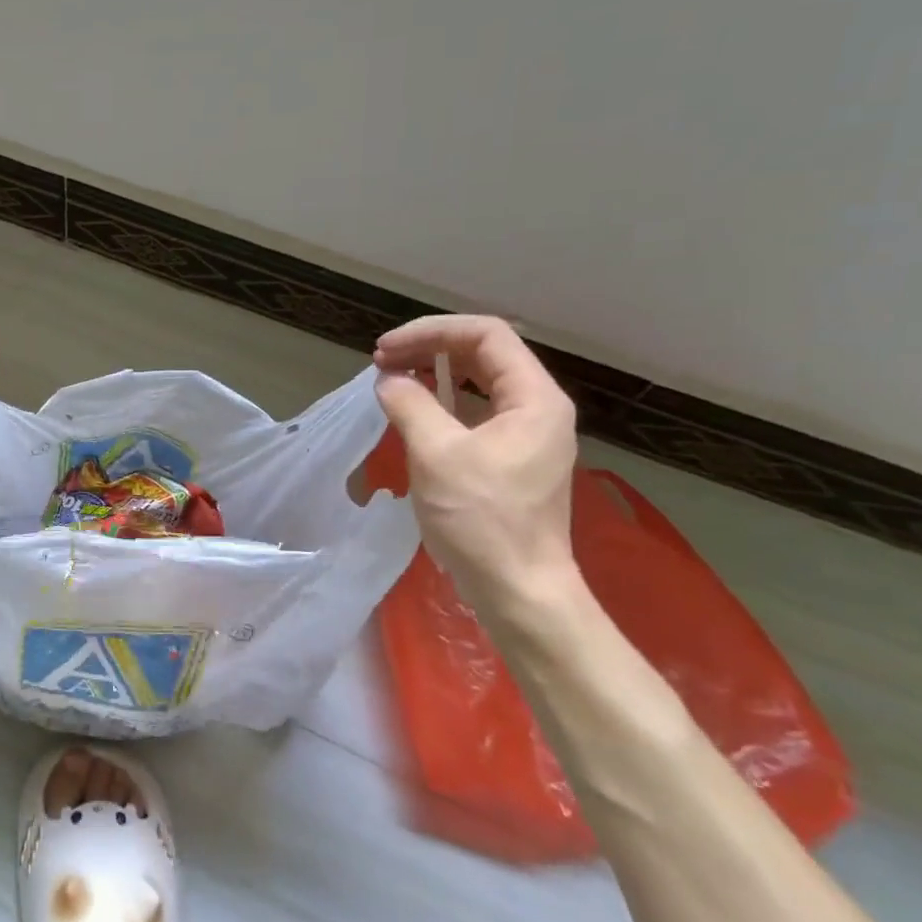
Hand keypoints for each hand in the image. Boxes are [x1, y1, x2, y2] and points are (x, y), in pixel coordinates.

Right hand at [372, 315, 577, 616]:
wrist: (518, 590)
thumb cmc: (482, 519)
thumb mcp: (437, 453)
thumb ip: (410, 404)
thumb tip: (388, 380)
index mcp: (534, 398)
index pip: (486, 335)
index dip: (431, 332)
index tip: (386, 350)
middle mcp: (538, 408)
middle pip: (484, 354)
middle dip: (430, 348)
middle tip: (382, 362)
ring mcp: (527, 435)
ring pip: (479, 383)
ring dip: (434, 373)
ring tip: (392, 379)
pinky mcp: (512, 459)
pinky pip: (475, 412)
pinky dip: (442, 402)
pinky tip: (414, 411)